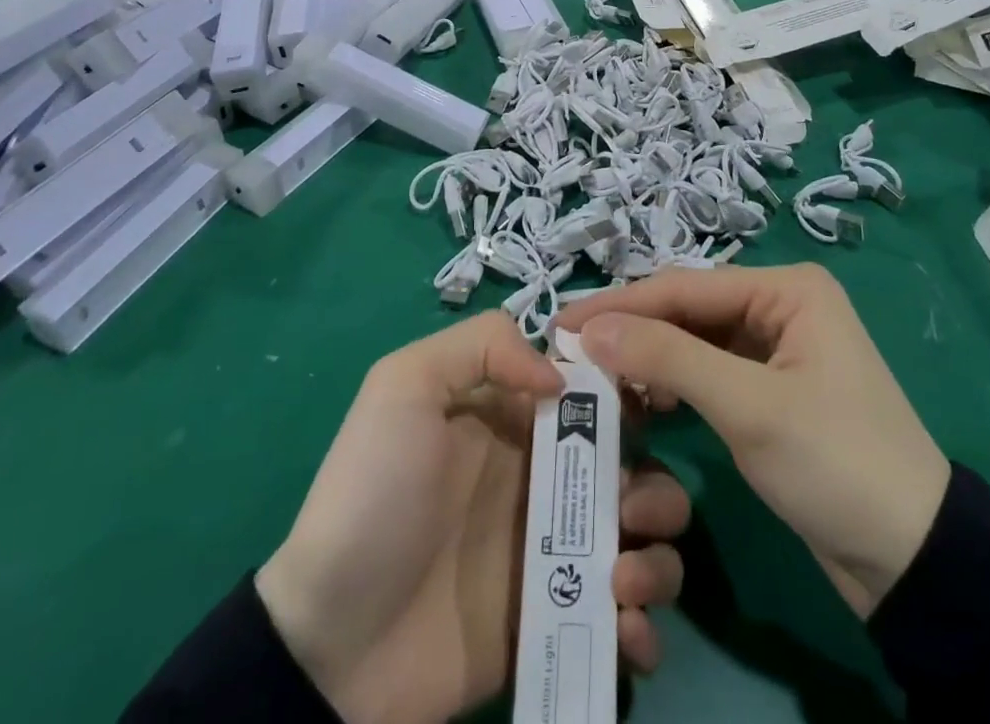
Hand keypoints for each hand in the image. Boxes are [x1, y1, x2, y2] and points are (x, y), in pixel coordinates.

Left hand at [256, 313, 688, 723]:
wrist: (332, 642)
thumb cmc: (375, 494)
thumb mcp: (405, 385)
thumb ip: (481, 347)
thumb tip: (561, 377)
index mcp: (518, 420)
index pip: (596, 393)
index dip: (631, 393)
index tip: (652, 408)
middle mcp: (547, 478)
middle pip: (637, 466)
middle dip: (654, 485)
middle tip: (626, 510)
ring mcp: (556, 553)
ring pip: (646, 540)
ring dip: (657, 555)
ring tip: (619, 579)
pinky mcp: (559, 622)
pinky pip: (629, 622)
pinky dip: (643, 626)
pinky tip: (623, 630)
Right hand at [560, 263, 949, 619]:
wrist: (913, 561)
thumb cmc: (836, 463)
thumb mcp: (749, 407)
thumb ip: (668, 358)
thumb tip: (590, 327)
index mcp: (786, 288)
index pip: (686, 287)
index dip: (622, 304)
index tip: (561, 323)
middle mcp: (780, 305)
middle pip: (688, 310)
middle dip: (632, 330)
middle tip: (569, 352)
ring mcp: (776, 348)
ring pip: (694, 341)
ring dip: (649, 358)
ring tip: (595, 377)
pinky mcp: (771, 389)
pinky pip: (709, 371)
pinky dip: (674, 384)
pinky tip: (641, 401)